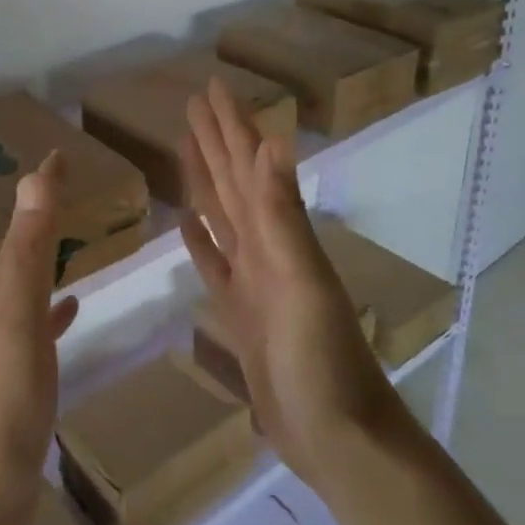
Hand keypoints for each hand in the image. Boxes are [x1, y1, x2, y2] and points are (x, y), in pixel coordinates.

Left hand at [0, 152, 78, 524]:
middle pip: (21, 251)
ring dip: (46, 258)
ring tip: (72, 238)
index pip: (22, 226)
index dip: (40, 188)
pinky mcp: (20, 386)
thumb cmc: (3, 406)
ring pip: (29, 287)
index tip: (60, 152)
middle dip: (41, 216)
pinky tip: (69, 310)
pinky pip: (40, 330)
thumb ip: (28, 251)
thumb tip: (33, 174)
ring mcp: (7, 353)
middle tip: (69, 187)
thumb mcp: (18, 319)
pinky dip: (54, 311)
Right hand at [180, 79, 400, 486]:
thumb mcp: (300, 282)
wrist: (337, 436)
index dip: (230, 126)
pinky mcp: (239, 314)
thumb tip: (272, 142)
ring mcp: (253, 281)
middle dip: (215, 142)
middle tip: (192, 105)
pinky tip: (187, 225)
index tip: (210, 88)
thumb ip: (281, 215)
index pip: (247, 167)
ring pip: (223, 217)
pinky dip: (201, 241)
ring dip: (206, 182)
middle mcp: (266, 249)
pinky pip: (214, 264)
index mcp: (279, 236)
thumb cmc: (320, 360)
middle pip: (233, 184)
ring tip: (187, 151)